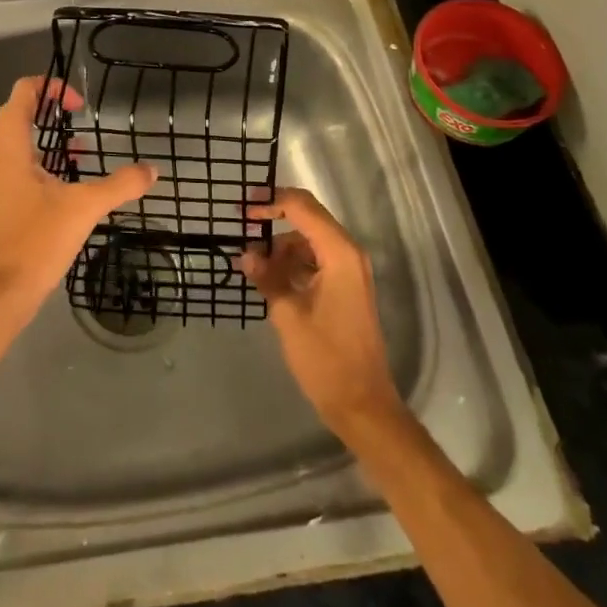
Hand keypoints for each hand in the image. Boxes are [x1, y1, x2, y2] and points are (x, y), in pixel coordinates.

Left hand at [0, 76, 156, 325]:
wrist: (3, 294)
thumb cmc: (37, 241)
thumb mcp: (84, 208)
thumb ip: (120, 185)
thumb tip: (152, 170)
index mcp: (12, 149)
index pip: (21, 95)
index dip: (49, 87)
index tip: (79, 103)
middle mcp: (1, 158)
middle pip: (18, 113)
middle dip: (48, 105)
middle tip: (78, 112)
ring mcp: (1, 181)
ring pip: (20, 140)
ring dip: (47, 133)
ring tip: (82, 143)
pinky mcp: (7, 202)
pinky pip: (24, 164)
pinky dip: (46, 158)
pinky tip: (73, 178)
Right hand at [237, 187, 404, 437]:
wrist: (363, 405)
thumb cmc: (326, 358)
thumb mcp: (288, 315)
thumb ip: (267, 277)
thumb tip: (246, 254)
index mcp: (339, 253)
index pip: (302, 207)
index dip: (271, 201)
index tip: (243, 210)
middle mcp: (348, 253)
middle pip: (308, 218)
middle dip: (276, 217)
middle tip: (244, 226)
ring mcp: (349, 270)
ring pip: (310, 240)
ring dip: (282, 246)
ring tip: (253, 265)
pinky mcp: (345, 287)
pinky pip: (316, 260)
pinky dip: (293, 263)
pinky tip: (270, 279)